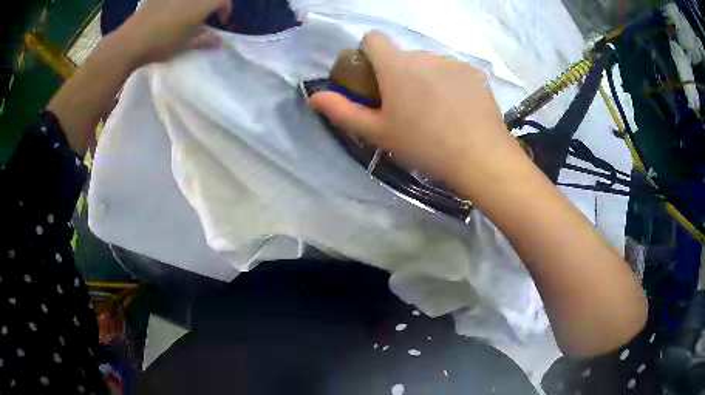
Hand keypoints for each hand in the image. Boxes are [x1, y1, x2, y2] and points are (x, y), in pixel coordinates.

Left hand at [111, 0, 232, 66]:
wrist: (130, 42)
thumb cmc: (161, 45)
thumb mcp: (185, 45)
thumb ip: (205, 40)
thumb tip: (220, 42)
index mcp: (201, 4)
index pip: (223, 0)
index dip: (226, 8)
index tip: (221, 21)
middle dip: (212, 4)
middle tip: (206, 16)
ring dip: (196, 4)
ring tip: (189, 14)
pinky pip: (175, 0)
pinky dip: (180, 4)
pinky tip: (172, 11)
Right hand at [309, 32, 527, 199]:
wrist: (480, 156)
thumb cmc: (424, 145)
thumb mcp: (378, 132)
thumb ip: (342, 111)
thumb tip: (314, 97)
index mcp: (397, 66)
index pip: (373, 39)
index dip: (368, 53)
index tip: (374, 79)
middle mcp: (424, 55)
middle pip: (403, 55)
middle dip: (399, 73)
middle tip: (407, 107)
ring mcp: (453, 62)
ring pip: (429, 63)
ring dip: (425, 78)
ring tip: (436, 112)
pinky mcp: (475, 72)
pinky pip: (453, 71)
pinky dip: (450, 83)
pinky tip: (458, 110)